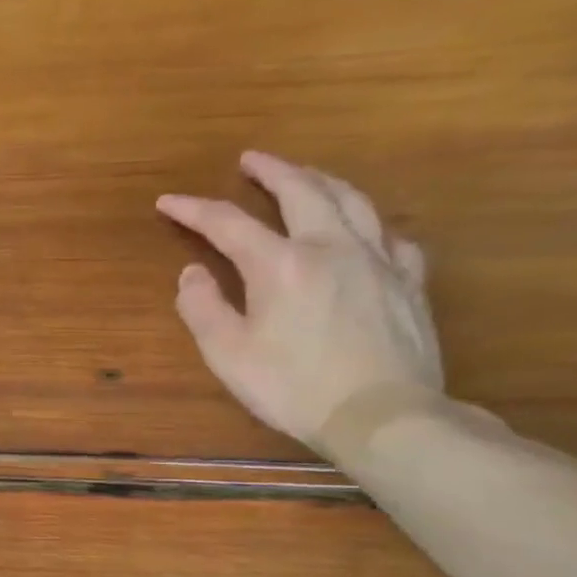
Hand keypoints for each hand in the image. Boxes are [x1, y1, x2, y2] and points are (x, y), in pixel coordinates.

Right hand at [156, 151, 443, 449]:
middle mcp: (331, 247)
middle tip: (252, 159)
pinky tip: (363, 229)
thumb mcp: (227, 355)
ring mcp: (378, 260)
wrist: (384, 417)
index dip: (193, 209)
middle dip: (271, 170)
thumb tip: (192, 273)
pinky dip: (369, 223)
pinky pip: (391, 236)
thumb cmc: (294, 388)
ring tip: (305, 175)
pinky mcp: (409, 282)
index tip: (167, 201)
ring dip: (321, 181)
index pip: (228, 223)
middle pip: (302, 190)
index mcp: (280, 264)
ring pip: (352, 200)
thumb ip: (203, 308)